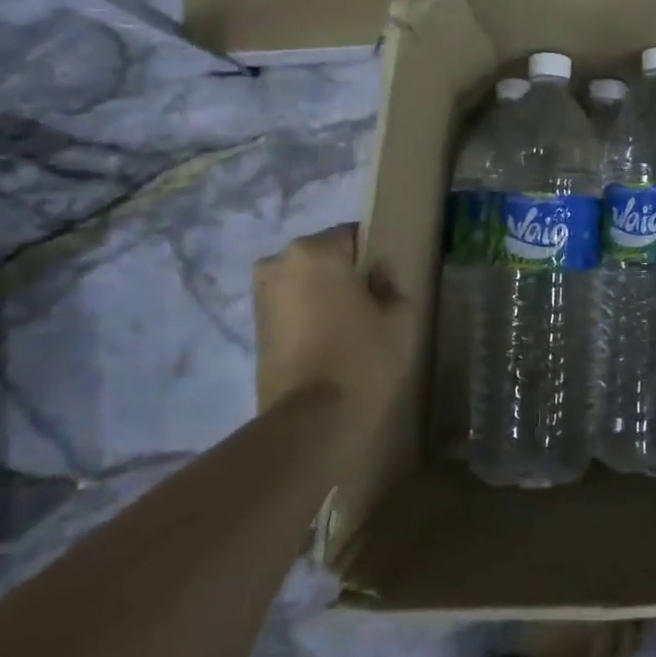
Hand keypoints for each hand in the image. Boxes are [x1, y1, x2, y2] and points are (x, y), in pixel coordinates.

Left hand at [253, 225, 410, 416]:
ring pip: (305, 283)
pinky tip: (330, 343)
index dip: (374, 256)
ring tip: (350, 328)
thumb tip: (378, 274)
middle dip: (344, 275)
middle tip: (371, 305)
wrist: (314, 420)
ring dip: (324, 296)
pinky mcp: (255, 329)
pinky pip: (292, 308)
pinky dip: (309, 317)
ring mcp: (261, 297)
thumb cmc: (364, 357)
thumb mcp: (400, 317)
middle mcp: (278, 263)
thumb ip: (392, 285)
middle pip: (323, 258)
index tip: (387, 282)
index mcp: (314, 251)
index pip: (352, 236)